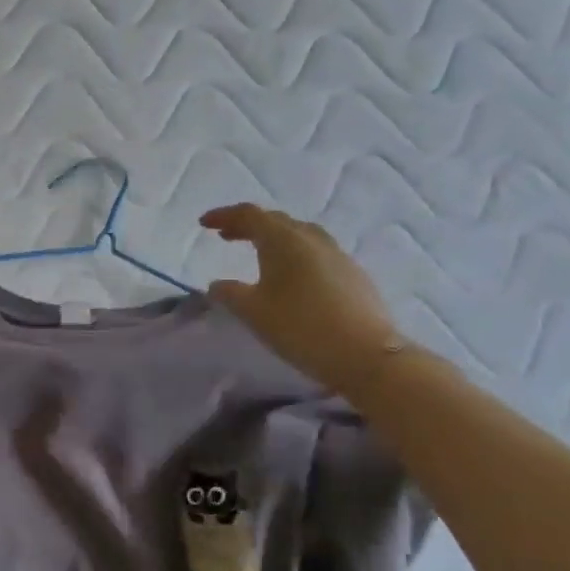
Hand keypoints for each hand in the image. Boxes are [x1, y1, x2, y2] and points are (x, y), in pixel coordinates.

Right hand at [200, 204, 400, 395]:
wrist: (365, 355)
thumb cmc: (299, 326)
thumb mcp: (251, 311)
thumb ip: (229, 293)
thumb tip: (218, 284)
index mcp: (284, 241)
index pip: (249, 215)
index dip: (224, 216)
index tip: (203, 224)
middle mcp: (312, 240)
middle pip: (276, 221)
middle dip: (248, 225)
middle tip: (226, 236)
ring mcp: (337, 256)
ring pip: (300, 234)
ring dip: (274, 237)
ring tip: (258, 252)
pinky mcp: (353, 275)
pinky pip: (316, 252)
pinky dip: (294, 253)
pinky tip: (290, 275)